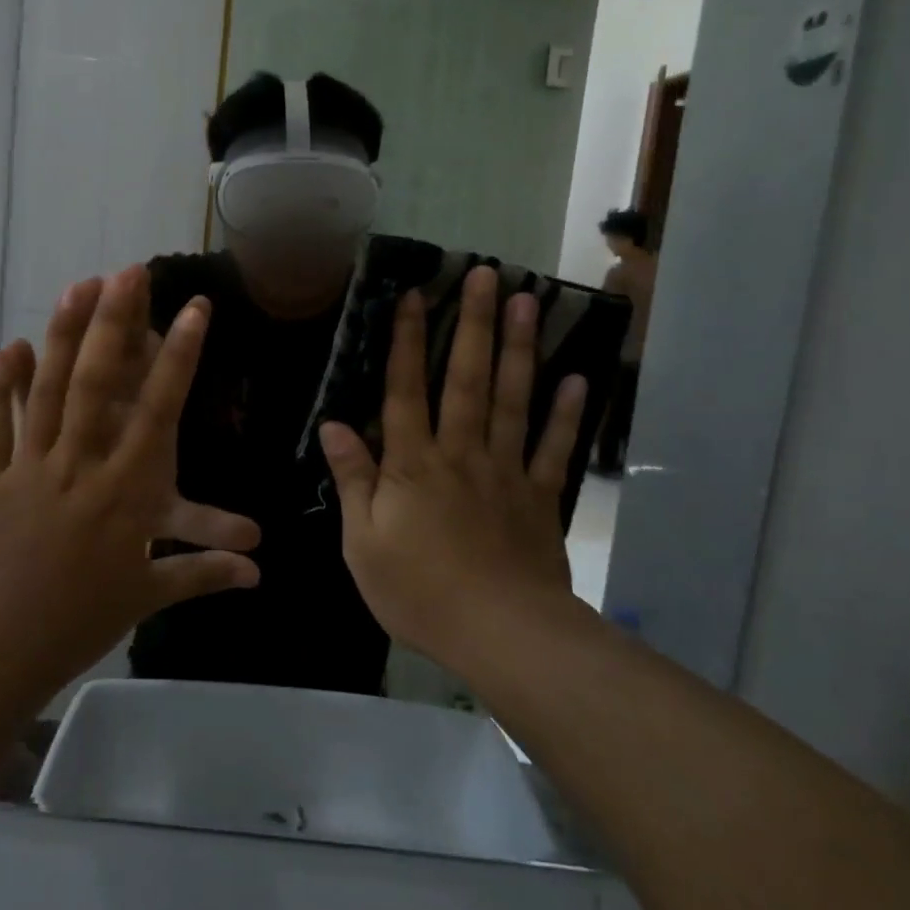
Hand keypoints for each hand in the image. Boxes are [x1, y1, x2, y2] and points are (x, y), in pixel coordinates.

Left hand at [0, 266, 259, 696]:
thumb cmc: (78, 621)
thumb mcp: (146, 595)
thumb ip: (203, 573)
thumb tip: (258, 572)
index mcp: (125, 488)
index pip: (160, 408)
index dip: (180, 355)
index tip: (195, 309)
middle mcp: (81, 462)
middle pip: (99, 381)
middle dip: (116, 322)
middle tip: (127, 271)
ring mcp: (29, 465)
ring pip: (49, 389)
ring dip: (64, 335)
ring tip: (76, 286)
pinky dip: (1, 384)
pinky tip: (11, 345)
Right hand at [319, 267, 587, 662]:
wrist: (499, 634)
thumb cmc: (419, 591)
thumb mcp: (363, 542)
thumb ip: (353, 479)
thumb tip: (334, 424)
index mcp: (413, 464)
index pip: (405, 390)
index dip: (407, 341)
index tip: (414, 295)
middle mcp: (460, 453)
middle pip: (466, 379)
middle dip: (474, 323)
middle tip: (487, 274)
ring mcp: (505, 471)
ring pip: (512, 400)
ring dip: (519, 349)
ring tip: (529, 301)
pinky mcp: (539, 497)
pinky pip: (554, 448)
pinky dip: (567, 415)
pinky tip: (576, 379)